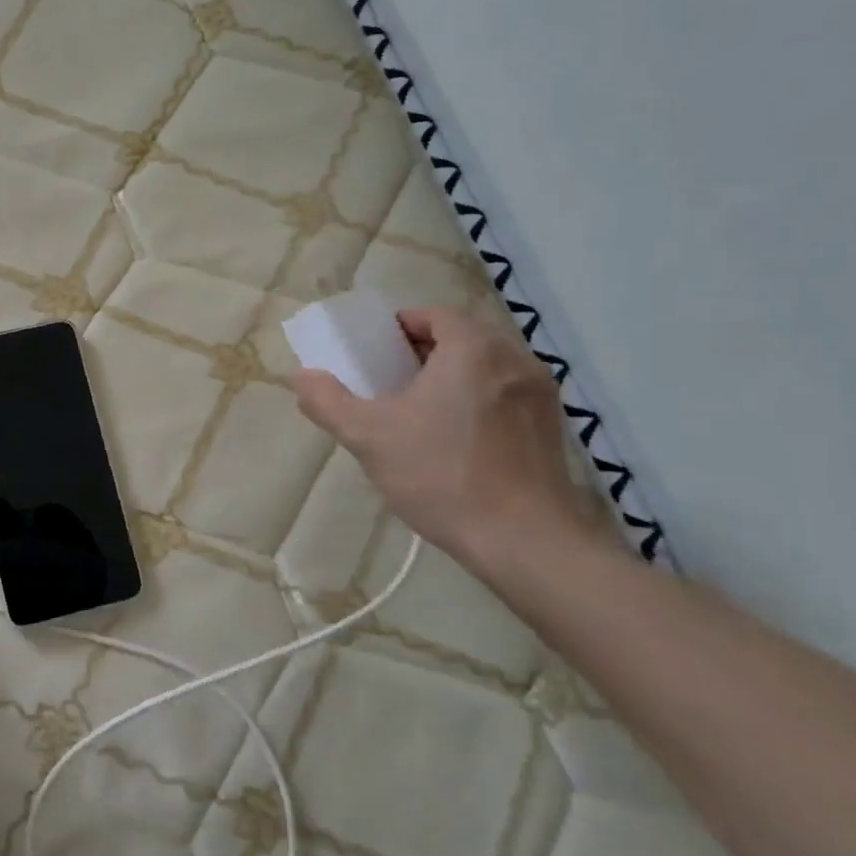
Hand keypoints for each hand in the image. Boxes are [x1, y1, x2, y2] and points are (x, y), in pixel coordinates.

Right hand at [293, 307, 600, 577]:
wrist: (524, 541)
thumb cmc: (441, 475)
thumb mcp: (368, 437)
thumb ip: (328, 401)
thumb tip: (302, 377)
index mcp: (473, 350)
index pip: (436, 315)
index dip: (402, 325)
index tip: (376, 350)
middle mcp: (514, 360)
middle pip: (464, 338)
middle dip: (424, 352)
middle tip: (391, 380)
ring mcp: (540, 395)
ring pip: (487, 368)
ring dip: (453, 377)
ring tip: (422, 411)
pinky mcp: (552, 428)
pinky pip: (506, 396)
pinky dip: (479, 401)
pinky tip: (457, 440)